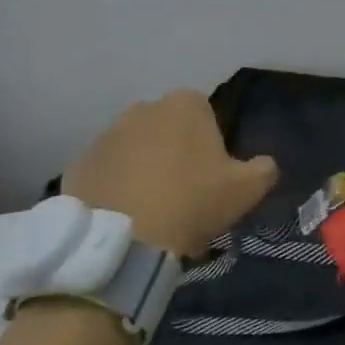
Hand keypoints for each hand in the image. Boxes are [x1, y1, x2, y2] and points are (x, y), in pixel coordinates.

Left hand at [61, 91, 277, 256]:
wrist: (122, 239)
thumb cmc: (192, 202)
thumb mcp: (246, 189)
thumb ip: (264, 169)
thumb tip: (265, 164)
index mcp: (186, 105)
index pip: (206, 115)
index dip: (211, 147)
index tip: (211, 179)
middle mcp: (143, 108)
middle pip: (167, 130)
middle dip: (175, 154)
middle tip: (183, 195)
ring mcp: (106, 134)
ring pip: (134, 150)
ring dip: (143, 170)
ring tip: (151, 211)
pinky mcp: (79, 163)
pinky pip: (106, 172)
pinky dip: (114, 188)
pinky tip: (124, 217)